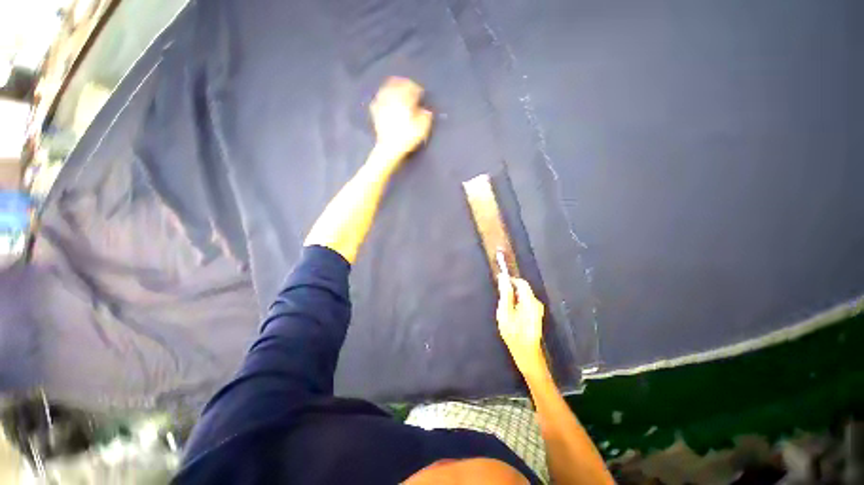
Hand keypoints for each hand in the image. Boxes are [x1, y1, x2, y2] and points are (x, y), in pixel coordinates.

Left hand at [370, 77, 433, 159]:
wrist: (389, 148)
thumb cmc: (407, 136)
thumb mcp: (422, 127)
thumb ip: (426, 115)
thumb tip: (426, 110)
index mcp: (404, 98)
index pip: (411, 87)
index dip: (417, 89)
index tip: (421, 94)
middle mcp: (391, 97)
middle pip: (397, 84)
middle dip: (404, 85)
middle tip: (409, 88)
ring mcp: (381, 103)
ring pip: (386, 89)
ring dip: (393, 88)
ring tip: (397, 91)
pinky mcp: (375, 112)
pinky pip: (378, 99)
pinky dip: (383, 97)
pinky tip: (385, 100)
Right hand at [497, 275, 546, 378]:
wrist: (527, 353)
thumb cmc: (514, 333)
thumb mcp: (505, 313)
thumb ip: (505, 294)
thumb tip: (503, 278)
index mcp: (530, 301)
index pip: (521, 282)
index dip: (509, 280)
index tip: (499, 283)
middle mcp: (536, 303)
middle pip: (522, 289)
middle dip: (510, 291)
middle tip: (501, 302)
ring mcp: (537, 309)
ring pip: (523, 296)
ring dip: (513, 299)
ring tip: (505, 311)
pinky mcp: (536, 314)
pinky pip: (524, 303)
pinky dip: (516, 305)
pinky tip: (511, 316)